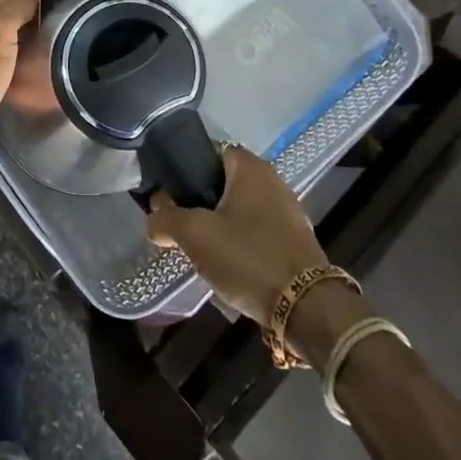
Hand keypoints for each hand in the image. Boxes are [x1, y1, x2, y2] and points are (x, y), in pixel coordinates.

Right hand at [146, 147, 329, 323]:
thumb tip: (153, 217)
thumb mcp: (195, 235)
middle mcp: (272, 180)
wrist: (306, 307)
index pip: (210, 152)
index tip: (169, 194)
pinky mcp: (295, 240)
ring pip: (240, 208)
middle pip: (224, 182)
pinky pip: (258, 231)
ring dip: (220, 224)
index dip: (186, 170)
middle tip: (180, 224)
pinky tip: (228, 264)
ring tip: (200, 248)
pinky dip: (241, 241)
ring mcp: (288, 211)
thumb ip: (166, 219)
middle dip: (200, 201)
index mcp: (250, 167)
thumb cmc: (247, 256)